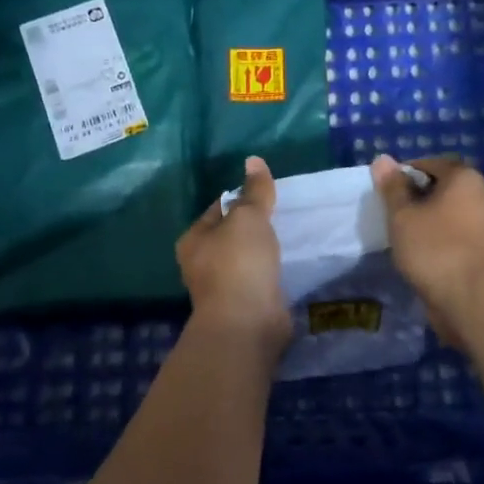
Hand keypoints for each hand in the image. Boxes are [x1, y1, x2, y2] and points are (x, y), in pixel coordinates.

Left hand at [177, 155, 290, 353]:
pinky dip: (271, 272)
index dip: (243, 197)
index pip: (219, 208)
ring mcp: (222, 287)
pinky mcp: (244, 305)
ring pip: (246, 259)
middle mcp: (202, 263)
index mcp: (193, 239)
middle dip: (254, 226)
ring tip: (290, 237)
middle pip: (231, 234)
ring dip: (264, 251)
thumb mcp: (249, 217)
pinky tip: (289, 265)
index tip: (268, 193)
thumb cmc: (240, 263)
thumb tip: (253, 160)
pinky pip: (259, 280)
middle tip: (284, 214)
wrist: (247, 323)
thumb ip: (255, 190)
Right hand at [370, 154, 483, 347]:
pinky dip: (432, 240)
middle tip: (388, 216)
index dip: (401, 175)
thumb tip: (382, 159)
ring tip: (398, 237)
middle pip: (436, 188)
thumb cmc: (435, 248)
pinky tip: (415, 255)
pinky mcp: (478, 250)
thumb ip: (392, 187)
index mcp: (463, 177)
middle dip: (411, 199)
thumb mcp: (403, 214)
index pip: (426, 164)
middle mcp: (477, 195)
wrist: (473, 300)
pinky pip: (448, 235)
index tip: (383, 195)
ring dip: (420, 222)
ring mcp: (481, 224)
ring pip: (441, 214)